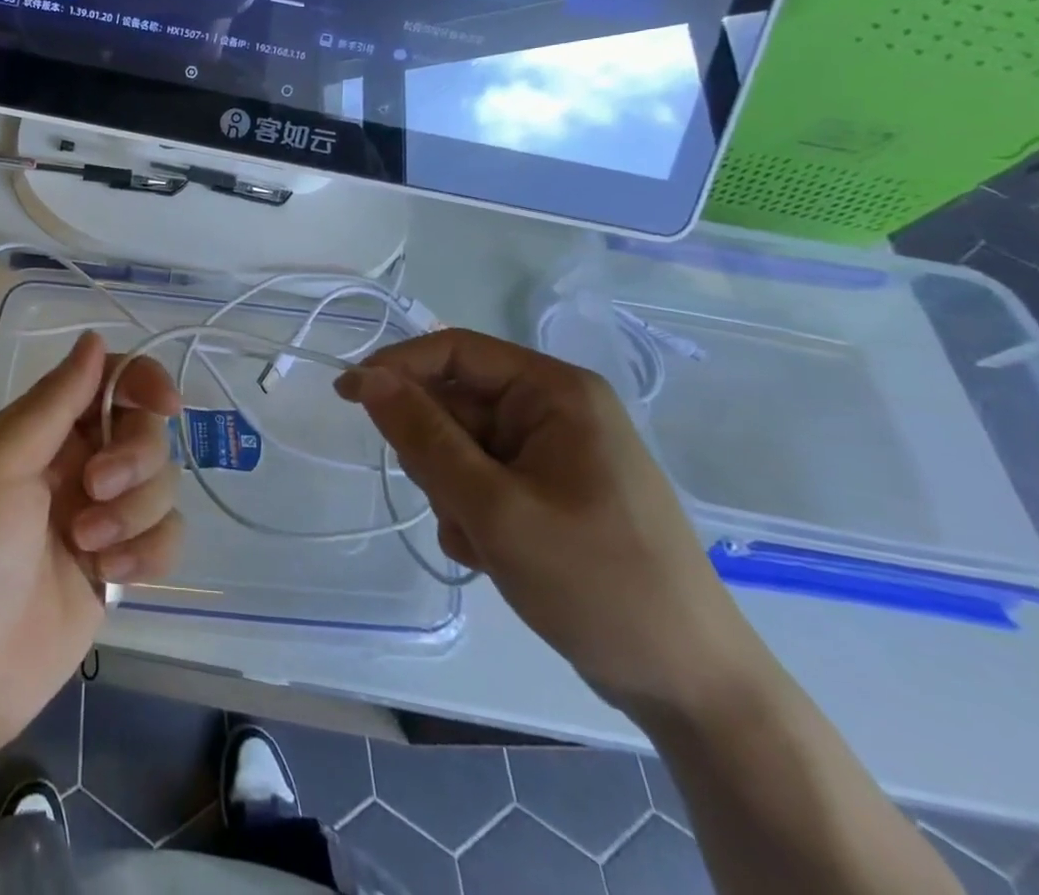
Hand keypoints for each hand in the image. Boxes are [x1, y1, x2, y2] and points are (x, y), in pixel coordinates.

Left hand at [0, 332, 183, 761]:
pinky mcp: (120, 567)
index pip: (108, 381)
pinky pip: (166, 537)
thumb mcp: (0, 464)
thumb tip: (94, 338)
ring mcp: (101, 516)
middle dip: (133, 457)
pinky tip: (110, 577)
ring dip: (133, 511)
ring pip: (161, 484)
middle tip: (95, 488)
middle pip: (145, 430)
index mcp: (43, 431)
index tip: (165, 403)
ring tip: (86, 546)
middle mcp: (76, 464)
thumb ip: (54, 402)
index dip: (142, 381)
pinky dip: (147, 552)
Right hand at [336, 329, 758, 719]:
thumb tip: (368, 378)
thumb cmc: (596, 583)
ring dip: (450, 490)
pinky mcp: (552, 492)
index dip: (396, 367)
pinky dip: (471, 513)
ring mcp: (556, 453)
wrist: (691, 688)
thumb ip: (424, 436)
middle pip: (455, 402)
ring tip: (480, 539)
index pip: (455, 350)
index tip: (347, 397)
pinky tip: (491, 555)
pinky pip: (482, 479)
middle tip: (450, 503)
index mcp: (555, 392)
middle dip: (435, 453)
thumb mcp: (494, 507)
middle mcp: (556, 410)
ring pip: (460, 445)